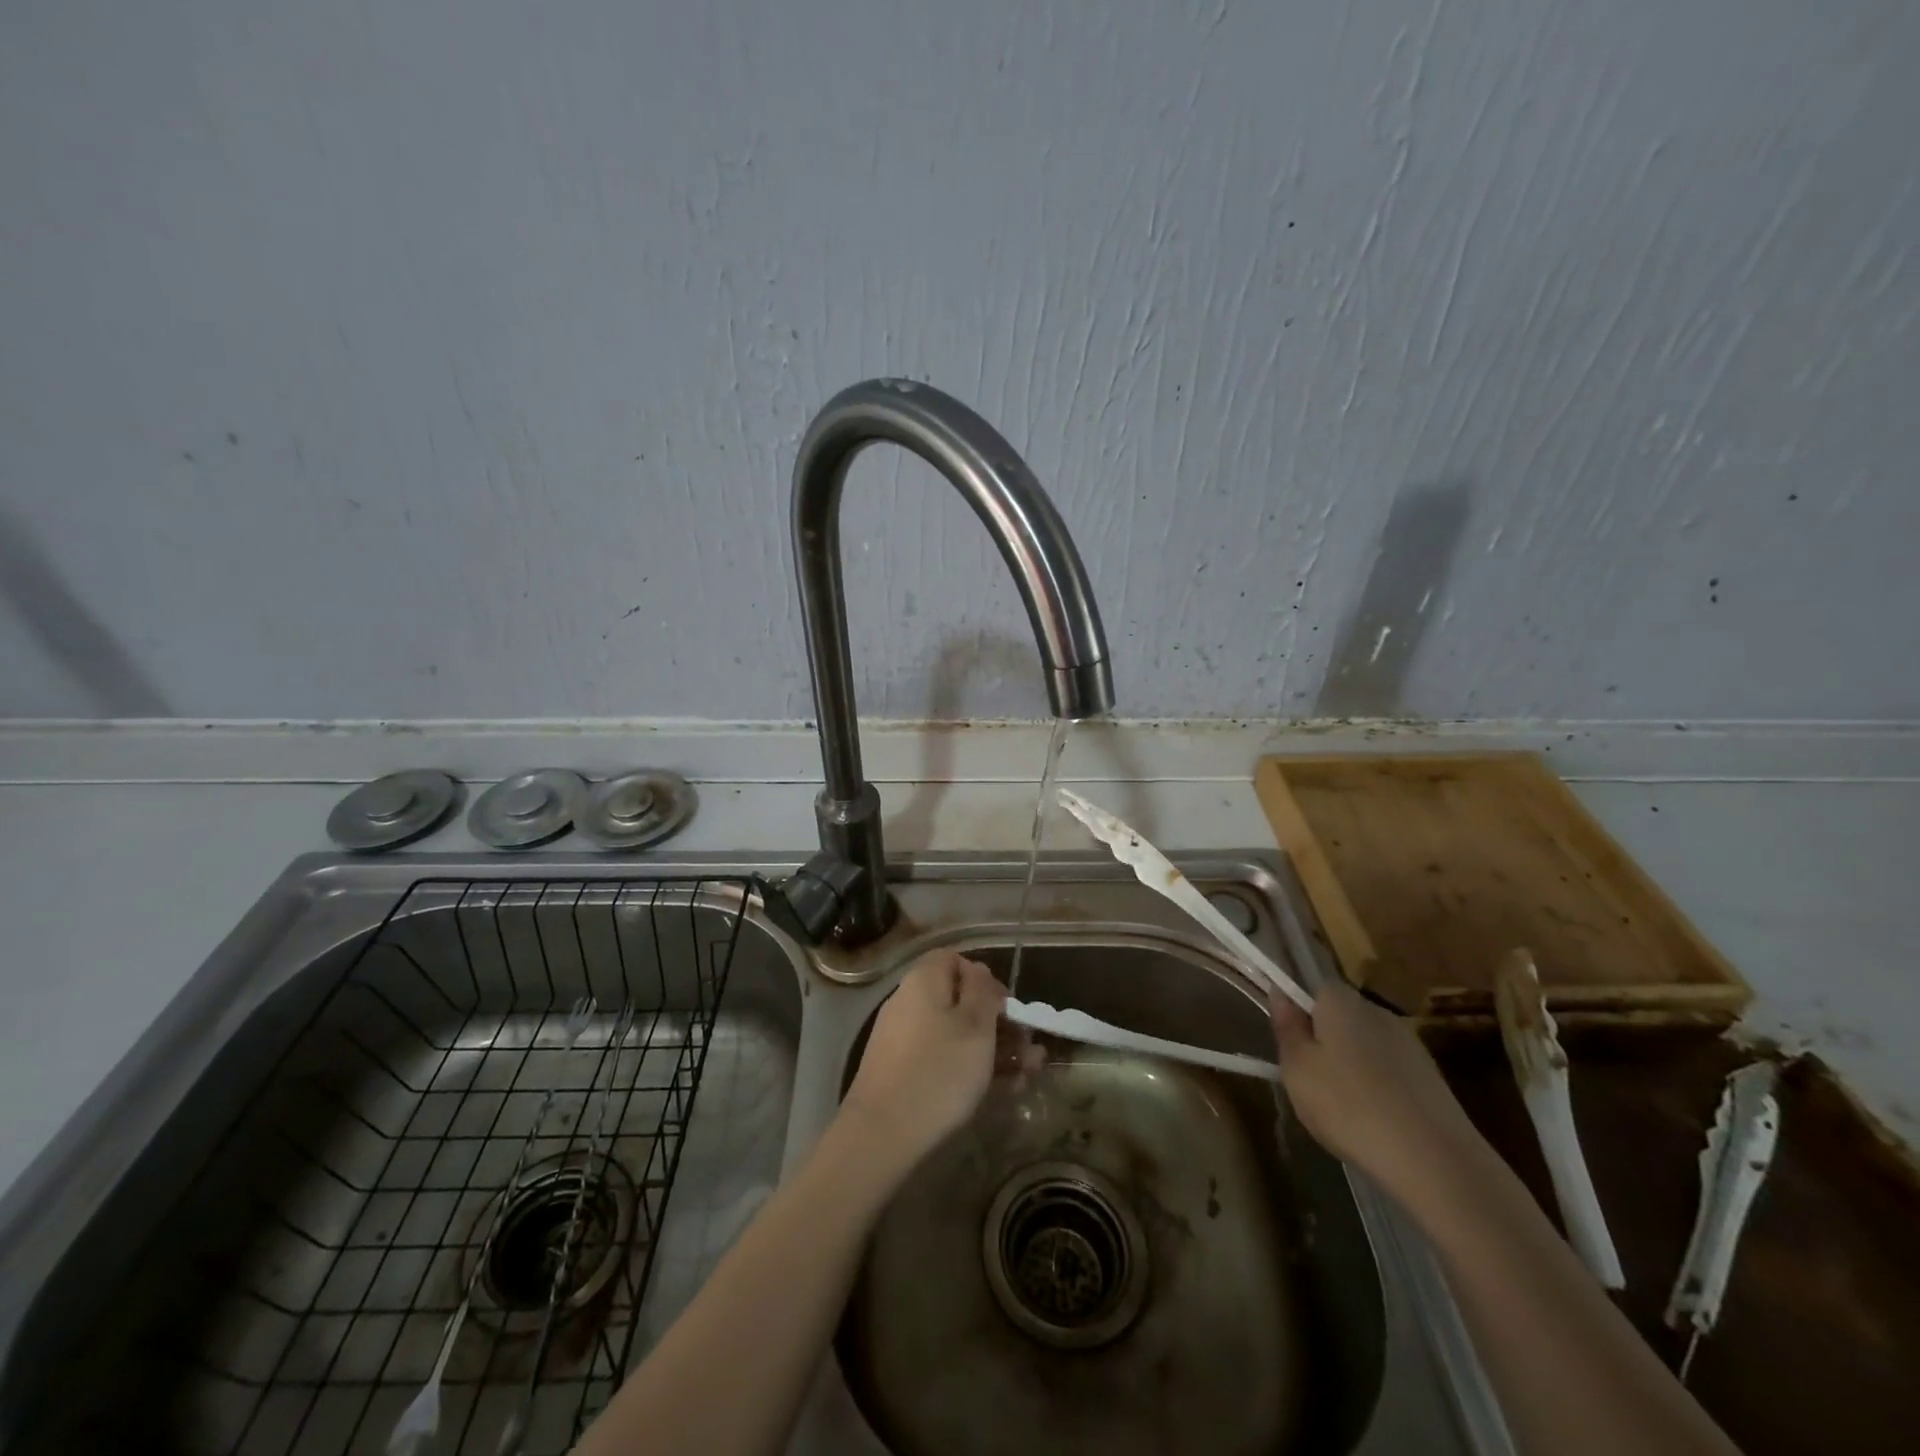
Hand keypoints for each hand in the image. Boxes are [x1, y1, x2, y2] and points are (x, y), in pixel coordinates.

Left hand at [843, 950, 1023, 1169]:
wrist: (882, 1133)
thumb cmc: (939, 1070)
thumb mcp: (975, 1025)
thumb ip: (983, 991)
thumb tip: (979, 972)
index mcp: (924, 980)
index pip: (955, 960)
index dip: (985, 979)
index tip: (1008, 1007)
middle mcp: (909, 1002)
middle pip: (959, 1001)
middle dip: (999, 1023)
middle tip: (1030, 1049)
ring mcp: (904, 1039)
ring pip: (956, 1034)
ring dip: (994, 1049)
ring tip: (1029, 1073)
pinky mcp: (902, 1073)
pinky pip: (943, 1059)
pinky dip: (971, 1069)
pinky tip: (1004, 1090)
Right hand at [1271, 978, 1484, 1210]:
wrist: (1436, 1162)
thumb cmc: (1349, 1106)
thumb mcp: (1297, 1068)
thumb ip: (1287, 1027)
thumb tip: (1280, 993)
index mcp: (1340, 1000)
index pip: (1311, 987)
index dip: (1297, 1012)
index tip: (1289, 1046)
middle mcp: (1377, 1011)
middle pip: (1339, 1016)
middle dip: (1323, 1041)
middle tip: (1308, 1081)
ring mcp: (1409, 1044)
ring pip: (1365, 1046)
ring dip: (1350, 1067)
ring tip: (1341, 1109)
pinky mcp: (1432, 1078)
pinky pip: (1389, 1072)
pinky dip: (1377, 1089)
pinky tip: (1373, 1122)